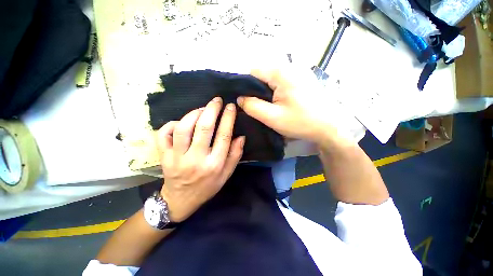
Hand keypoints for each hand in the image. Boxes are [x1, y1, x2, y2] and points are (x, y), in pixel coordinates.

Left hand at [155, 97, 244, 221]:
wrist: (181, 200)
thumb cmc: (207, 186)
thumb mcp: (227, 174)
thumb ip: (235, 155)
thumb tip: (240, 137)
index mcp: (214, 164)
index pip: (223, 136)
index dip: (228, 118)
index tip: (230, 106)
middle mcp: (196, 159)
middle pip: (203, 128)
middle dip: (211, 109)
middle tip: (216, 100)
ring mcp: (177, 158)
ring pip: (183, 128)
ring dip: (193, 114)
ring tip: (202, 109)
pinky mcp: (164, 157)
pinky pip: (164, 134)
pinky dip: (172, 124)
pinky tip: (181, 122)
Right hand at [237, 67, 355, 146]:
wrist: (329, 127)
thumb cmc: (301, 122)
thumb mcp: (272, 117)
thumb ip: (252, 106)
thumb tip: (240, 98)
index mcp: (281, 73)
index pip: (254, 71)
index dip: (246, 86)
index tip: (247, 101)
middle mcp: (290, 67)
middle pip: (264, 74)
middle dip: (257, 90)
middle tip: (259, 107)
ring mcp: (299, 72)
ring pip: (273, 79)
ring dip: (267, 92)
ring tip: (269, 107)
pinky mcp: (304, 79)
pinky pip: (283, 82)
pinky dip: (277, 92)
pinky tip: (281, 103)